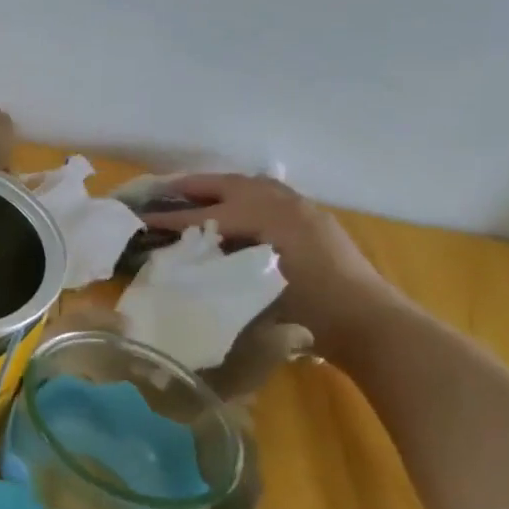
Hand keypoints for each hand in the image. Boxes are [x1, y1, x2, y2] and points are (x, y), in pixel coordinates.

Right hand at [140, 174, 403, 356]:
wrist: (368, 323)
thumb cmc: (307, 312)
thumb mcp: (251, 288)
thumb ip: (215, 266)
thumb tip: (182, 256)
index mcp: (262, 217)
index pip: (203, 215)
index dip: (169, 218)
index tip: (140, 218)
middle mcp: (280, 203)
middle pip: (226, 185)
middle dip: (191, 187)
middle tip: (161, 191)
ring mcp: (302, 209)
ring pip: (251, 184)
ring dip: (220, 187)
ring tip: (195, 195)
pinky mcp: (314, 220)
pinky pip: (271, 194)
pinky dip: (246, 194)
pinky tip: (237, 208)